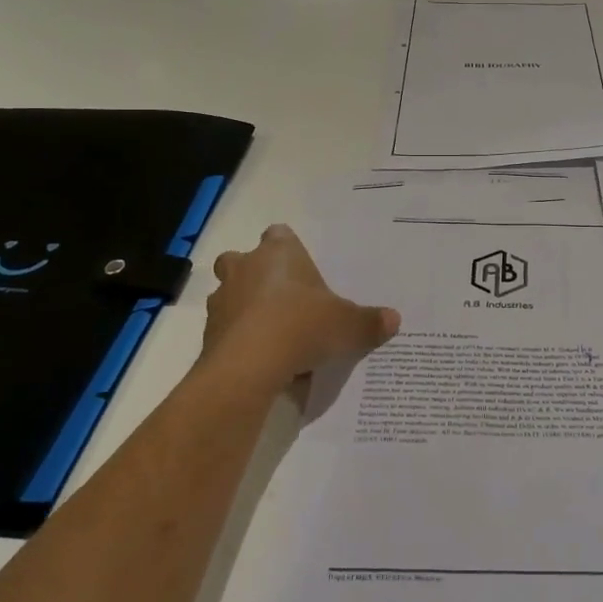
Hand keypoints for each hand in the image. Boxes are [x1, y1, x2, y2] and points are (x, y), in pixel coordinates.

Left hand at [202, 224, 399, 381]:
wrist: (249, 366)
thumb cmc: (301, 326)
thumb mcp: (348, 325)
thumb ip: (369, 322)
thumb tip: (394, 319)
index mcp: (278, 253)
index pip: (279, 235)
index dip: (288, 249)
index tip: (301, 269)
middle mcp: (244, 268)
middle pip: (242, 260)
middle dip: (256, 275)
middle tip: (282, 299)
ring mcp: (221, 300)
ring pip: (230, 295)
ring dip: (245, 309)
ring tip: (273, 335)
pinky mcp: (208, 334)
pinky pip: (226, 330)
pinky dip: (239, 340)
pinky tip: (262, 360)